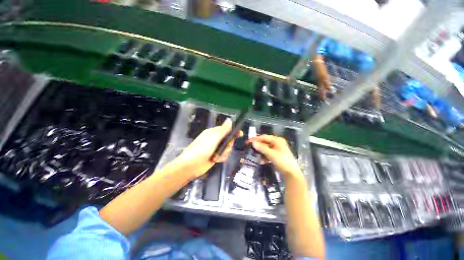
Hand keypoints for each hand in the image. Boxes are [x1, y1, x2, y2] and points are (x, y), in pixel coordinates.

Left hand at [172, 119, 240, 177]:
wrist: (191, 165)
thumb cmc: (202, 149)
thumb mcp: (214, 137)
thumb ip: (223, 129)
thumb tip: (230, 120)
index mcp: (213, 132)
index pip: (226, 130)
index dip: (233, 132)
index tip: (240, 134)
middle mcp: (215, 139)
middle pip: (228, 140)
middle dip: (228, 145)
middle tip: (224, 148)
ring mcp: (215, 148)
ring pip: (227, 148)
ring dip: (224, 152)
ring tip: (217, 156)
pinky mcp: (215, 156)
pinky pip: (223, 155)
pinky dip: (221, 157)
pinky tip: (217, 160)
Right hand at [248, 135, 302, 178]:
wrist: (292, 173)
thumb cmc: (283, 161)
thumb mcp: (271, 154)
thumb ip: (262, 148)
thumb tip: (253, 143)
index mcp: (277, 140)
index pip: (264, 137)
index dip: (256, 139)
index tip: (248, 142)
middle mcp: (277, 143)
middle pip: (265, 142)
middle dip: (258, 146)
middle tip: (249, 148)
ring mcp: (277, 149)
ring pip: (266, 148)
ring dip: (261, 152)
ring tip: (255, 156)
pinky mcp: (277, 155)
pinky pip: (268, 153)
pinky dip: (264, 156)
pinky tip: (261, 161)